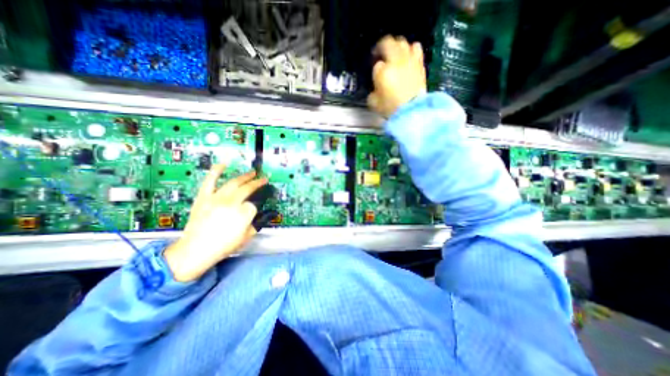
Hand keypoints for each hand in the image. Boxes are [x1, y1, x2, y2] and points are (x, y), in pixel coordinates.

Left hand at [164, 164, 267, 280]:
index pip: (254, 204)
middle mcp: (232, 202)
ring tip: (252, 172)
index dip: (255, 207)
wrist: (195, 250)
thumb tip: (260, 214)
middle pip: (247, 188)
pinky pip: (210, 181)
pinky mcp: (204, 197)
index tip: (254, 210)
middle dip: (257, 183)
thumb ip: (256, 223)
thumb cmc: (224, 246)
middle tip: (263, 178)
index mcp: (243, 213)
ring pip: (234, 182)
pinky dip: (216, 171)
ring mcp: (217, 198)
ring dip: (245, 176)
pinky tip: (223, 164)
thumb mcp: (247, 237)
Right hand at [369, 35, 425, 116]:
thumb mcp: (374, 103)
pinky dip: (411, 49)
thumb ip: (373, 91)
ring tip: (394, 54)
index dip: (374, 68)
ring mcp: (410, 60)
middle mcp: (396, 61)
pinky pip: (416, 48)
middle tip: (379, 54)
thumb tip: (376, 86)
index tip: (375, 74)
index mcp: (383, 71)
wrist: (412, 111)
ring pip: (402, 42)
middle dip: (381, 47)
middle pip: (388, 43)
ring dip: (396, 46)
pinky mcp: (420, 64)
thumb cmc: (391, 108)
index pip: (376, 64)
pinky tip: (408, 56)